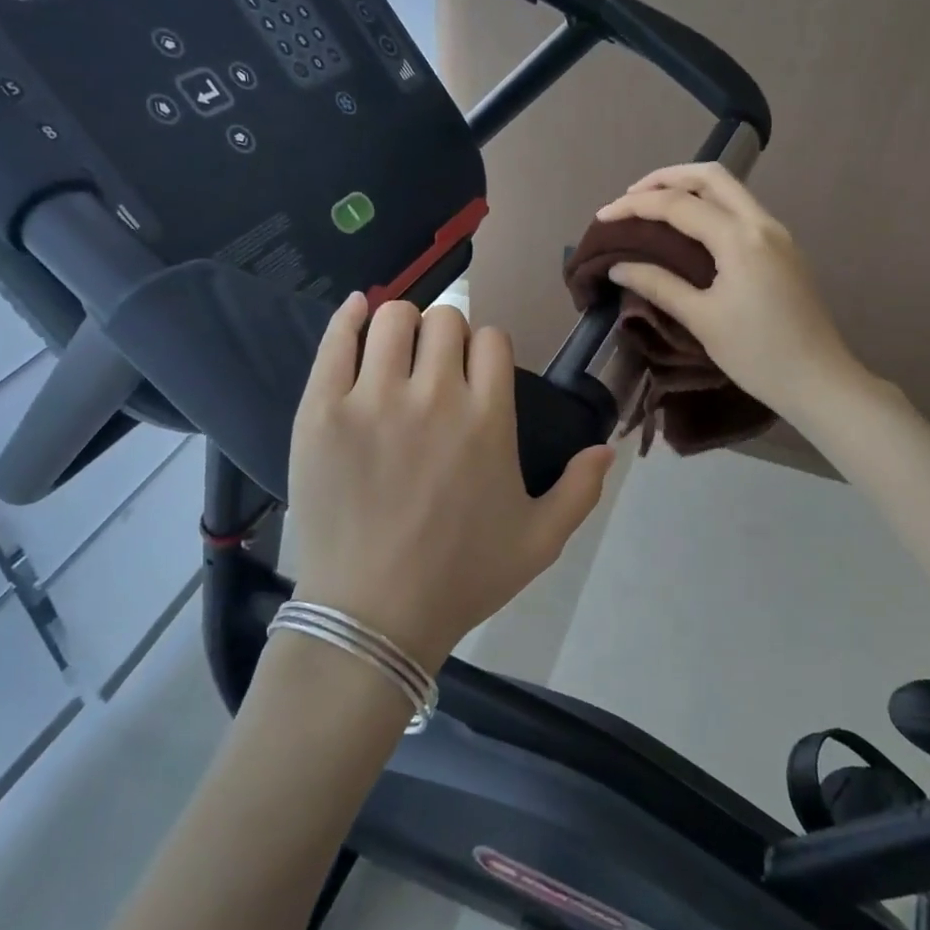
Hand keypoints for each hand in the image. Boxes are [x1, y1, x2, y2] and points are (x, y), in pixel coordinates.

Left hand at [285, 295, 614, 671]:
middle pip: (445, 319)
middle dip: (447, 335)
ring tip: (398, 353)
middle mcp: (434, 396)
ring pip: (394, 318)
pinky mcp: (321, 410)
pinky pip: (337, 340)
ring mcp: (372, 399)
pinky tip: (358, 312)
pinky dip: (350, 317)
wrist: (371, 617)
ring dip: (403, 325)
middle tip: (435, 367)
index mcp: (488, 419)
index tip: (476, 372)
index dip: (486, 349)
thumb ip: (580, 491)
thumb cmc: (460, 579)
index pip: (492, 339)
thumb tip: (607, 447)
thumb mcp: (539, 542)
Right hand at [596, 163, 863, 417]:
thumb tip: (619, 266)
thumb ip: (659, 285)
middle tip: (631, 197)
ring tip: (654, 208)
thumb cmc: (757, 354)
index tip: (602, 216)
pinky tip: (690, 230)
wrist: (819, 380)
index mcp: (740, 239)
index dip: (635, 206)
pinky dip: (710, 206)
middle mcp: (762, 223)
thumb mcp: (702, 319)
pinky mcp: (784, 249)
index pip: (679, 205)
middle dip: (666, 178)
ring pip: (730, 190)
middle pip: (711, 176)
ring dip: (690, 188)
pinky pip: (741, 210)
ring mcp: (777, 234)